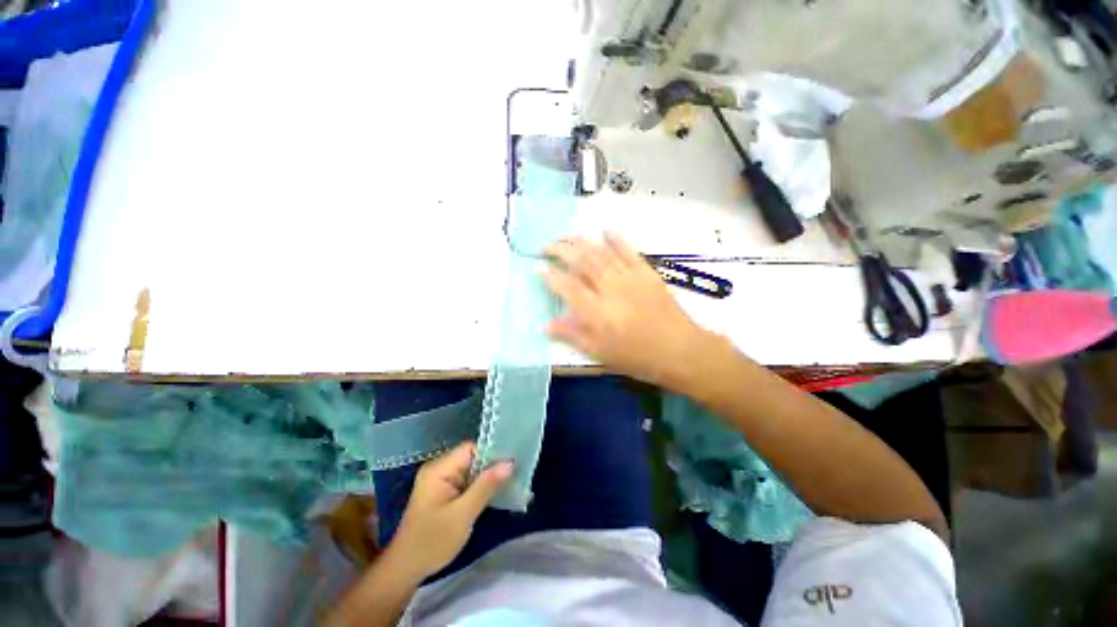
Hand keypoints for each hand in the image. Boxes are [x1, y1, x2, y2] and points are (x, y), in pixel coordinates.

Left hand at [390, 443, 513, 580]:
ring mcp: (440, 481)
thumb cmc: (432, 542)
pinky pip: (467, 482)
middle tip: (513, 477)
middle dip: (491, 467)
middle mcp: (439, 469)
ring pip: (471, 470)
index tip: (511, 465)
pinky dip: (479, 487)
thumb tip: (510, 463)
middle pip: (472, 458)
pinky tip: (493, 495)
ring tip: (508, 485)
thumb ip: (486, 486)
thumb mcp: (463, 514)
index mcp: (439, 469)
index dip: (491, 454)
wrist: (405, 571)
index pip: (471, 448)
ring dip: (487, 479)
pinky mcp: (444, 493)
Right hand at [543, 233, 710, 387]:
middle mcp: (610, 289)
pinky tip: (605, 231)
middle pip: (581, 261)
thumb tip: (545, 325)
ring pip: (601, 252)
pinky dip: (616, 239)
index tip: (538, 268)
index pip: (567, 287)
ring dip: (581, 241)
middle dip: (560, 250)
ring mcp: (629, 277)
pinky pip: (628, 251)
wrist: (679, 350)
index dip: (550, 276)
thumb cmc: (637, 356)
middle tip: (546, 247)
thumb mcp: (600, 353)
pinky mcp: (646, 272)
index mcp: (597, 312)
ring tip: (566, 237)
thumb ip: (572, 335)